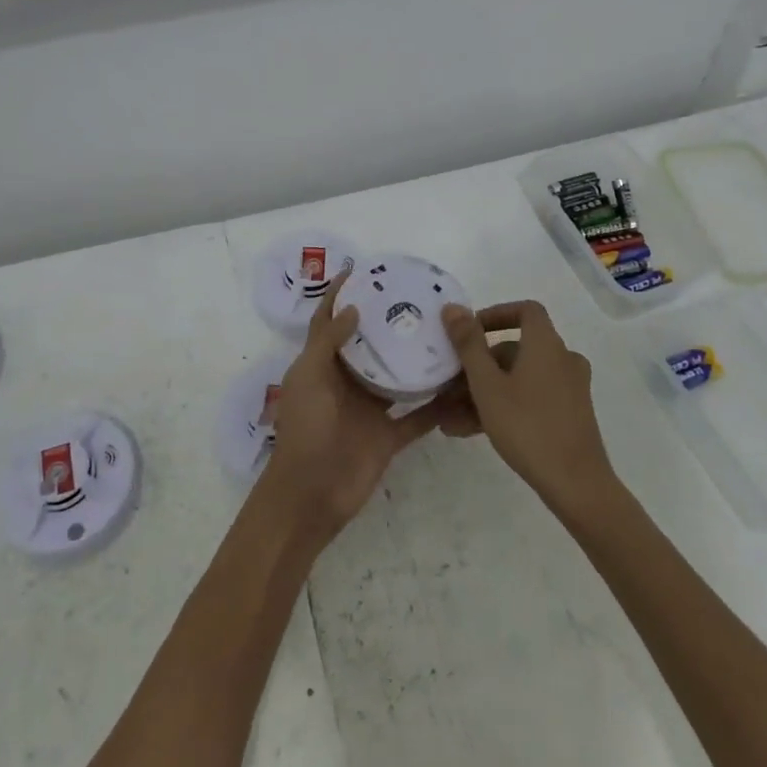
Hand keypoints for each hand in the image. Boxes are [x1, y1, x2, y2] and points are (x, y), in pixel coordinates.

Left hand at [262, 270, 438, 538]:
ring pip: (398, 378)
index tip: (363, 270)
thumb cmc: (305, 430)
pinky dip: (437, 404)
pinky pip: (418, 416)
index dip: (341, 296)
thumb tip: (352, 307)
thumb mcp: (308, 378)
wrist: (311, 496)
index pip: (329, 322)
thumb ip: (328, 342)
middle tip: (417, 297)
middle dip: (387, 322)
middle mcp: (347, 382)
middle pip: (369, 345)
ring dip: (415, 360)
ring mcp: (370, 409)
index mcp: (322, 365)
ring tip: (445, 333)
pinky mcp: (390, 436)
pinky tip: (461, 384)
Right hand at [440, 300, 613, 516]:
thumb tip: (453, 308)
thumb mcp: (487, 385)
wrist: (577, 485)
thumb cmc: (528, 426)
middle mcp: (562, 360)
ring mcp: (568, 389)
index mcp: (546, 344)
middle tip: (448, 386)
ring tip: (449, 417)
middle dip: (478, 366)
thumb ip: (468, 344)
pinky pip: (529, 399)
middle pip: (515, 349)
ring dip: (483, 392)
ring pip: (518, 379)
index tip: (469, 331)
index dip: (496, 314)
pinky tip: (470, 431)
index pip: (525, 310)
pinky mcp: (568, 415)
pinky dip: (503, 407)